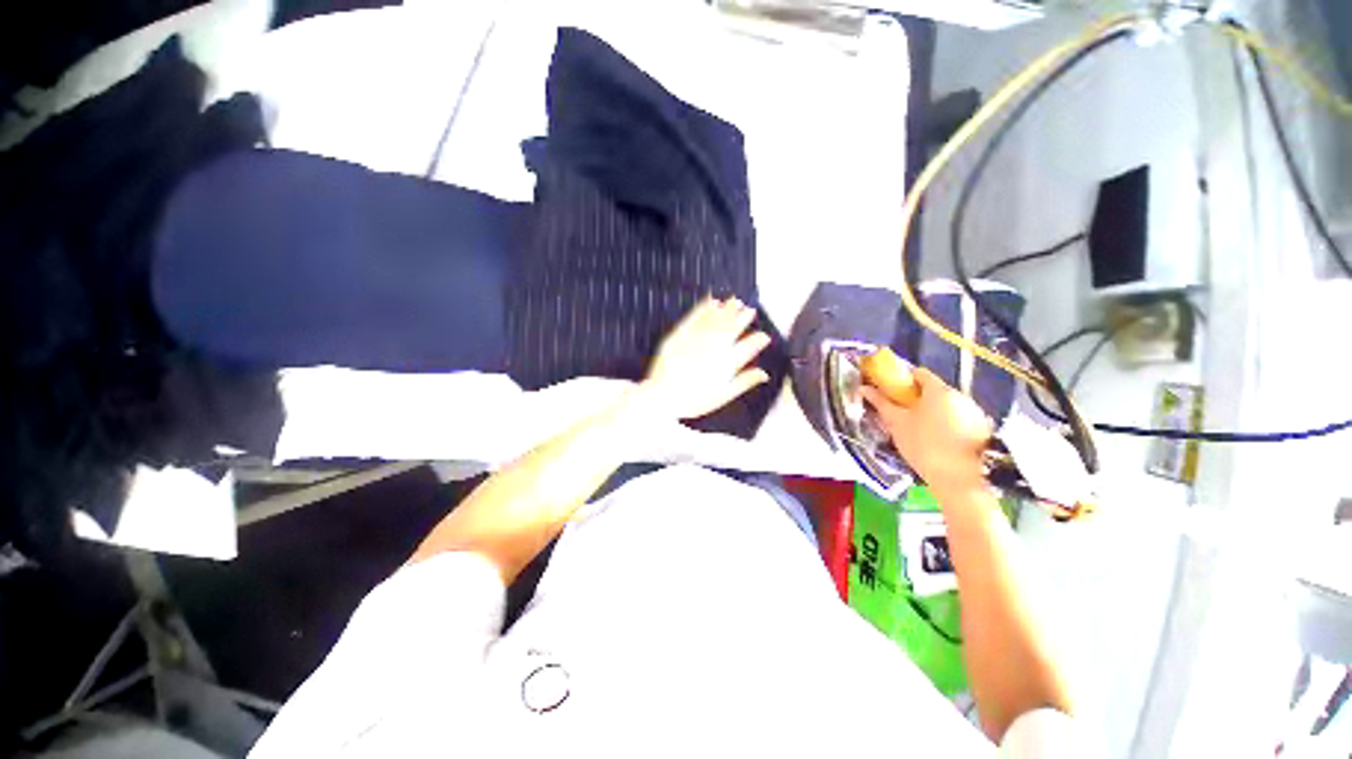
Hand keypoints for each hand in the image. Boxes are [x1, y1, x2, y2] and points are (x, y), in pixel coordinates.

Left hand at [637, 297, 771, 420]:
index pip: (748, 348)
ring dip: (727, 310)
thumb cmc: (693, 400)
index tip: (764, 336)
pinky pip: (695, 317)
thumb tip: (764, 374)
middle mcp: (713, 349)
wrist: (663, 397)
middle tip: (751, 310)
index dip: (758, 341)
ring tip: (736, 301)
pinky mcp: (680, 335)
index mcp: (726, 364)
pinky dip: (705, 308)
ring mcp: (697, 340)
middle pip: (732, 329)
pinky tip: (712, 301)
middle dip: (743, 318)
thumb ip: (744, 382)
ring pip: (716, 320)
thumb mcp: (723, 395)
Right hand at [862, 368, 992, 498]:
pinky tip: (939, 440)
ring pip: (947, 404)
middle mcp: (960, 395)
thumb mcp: (897, 424)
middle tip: (902, 413)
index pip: (919, 373)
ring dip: (933, 411)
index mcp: (938, 390)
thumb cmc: (923, 446)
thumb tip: (863, 388)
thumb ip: (881, 403)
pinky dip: (948, 423)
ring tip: (919, 429)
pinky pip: (959, 418)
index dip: (903, 379)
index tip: (892, 392)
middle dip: (917, 398)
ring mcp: (975, 412)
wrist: (959, 480)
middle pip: (934, 389)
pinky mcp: (983, 429)